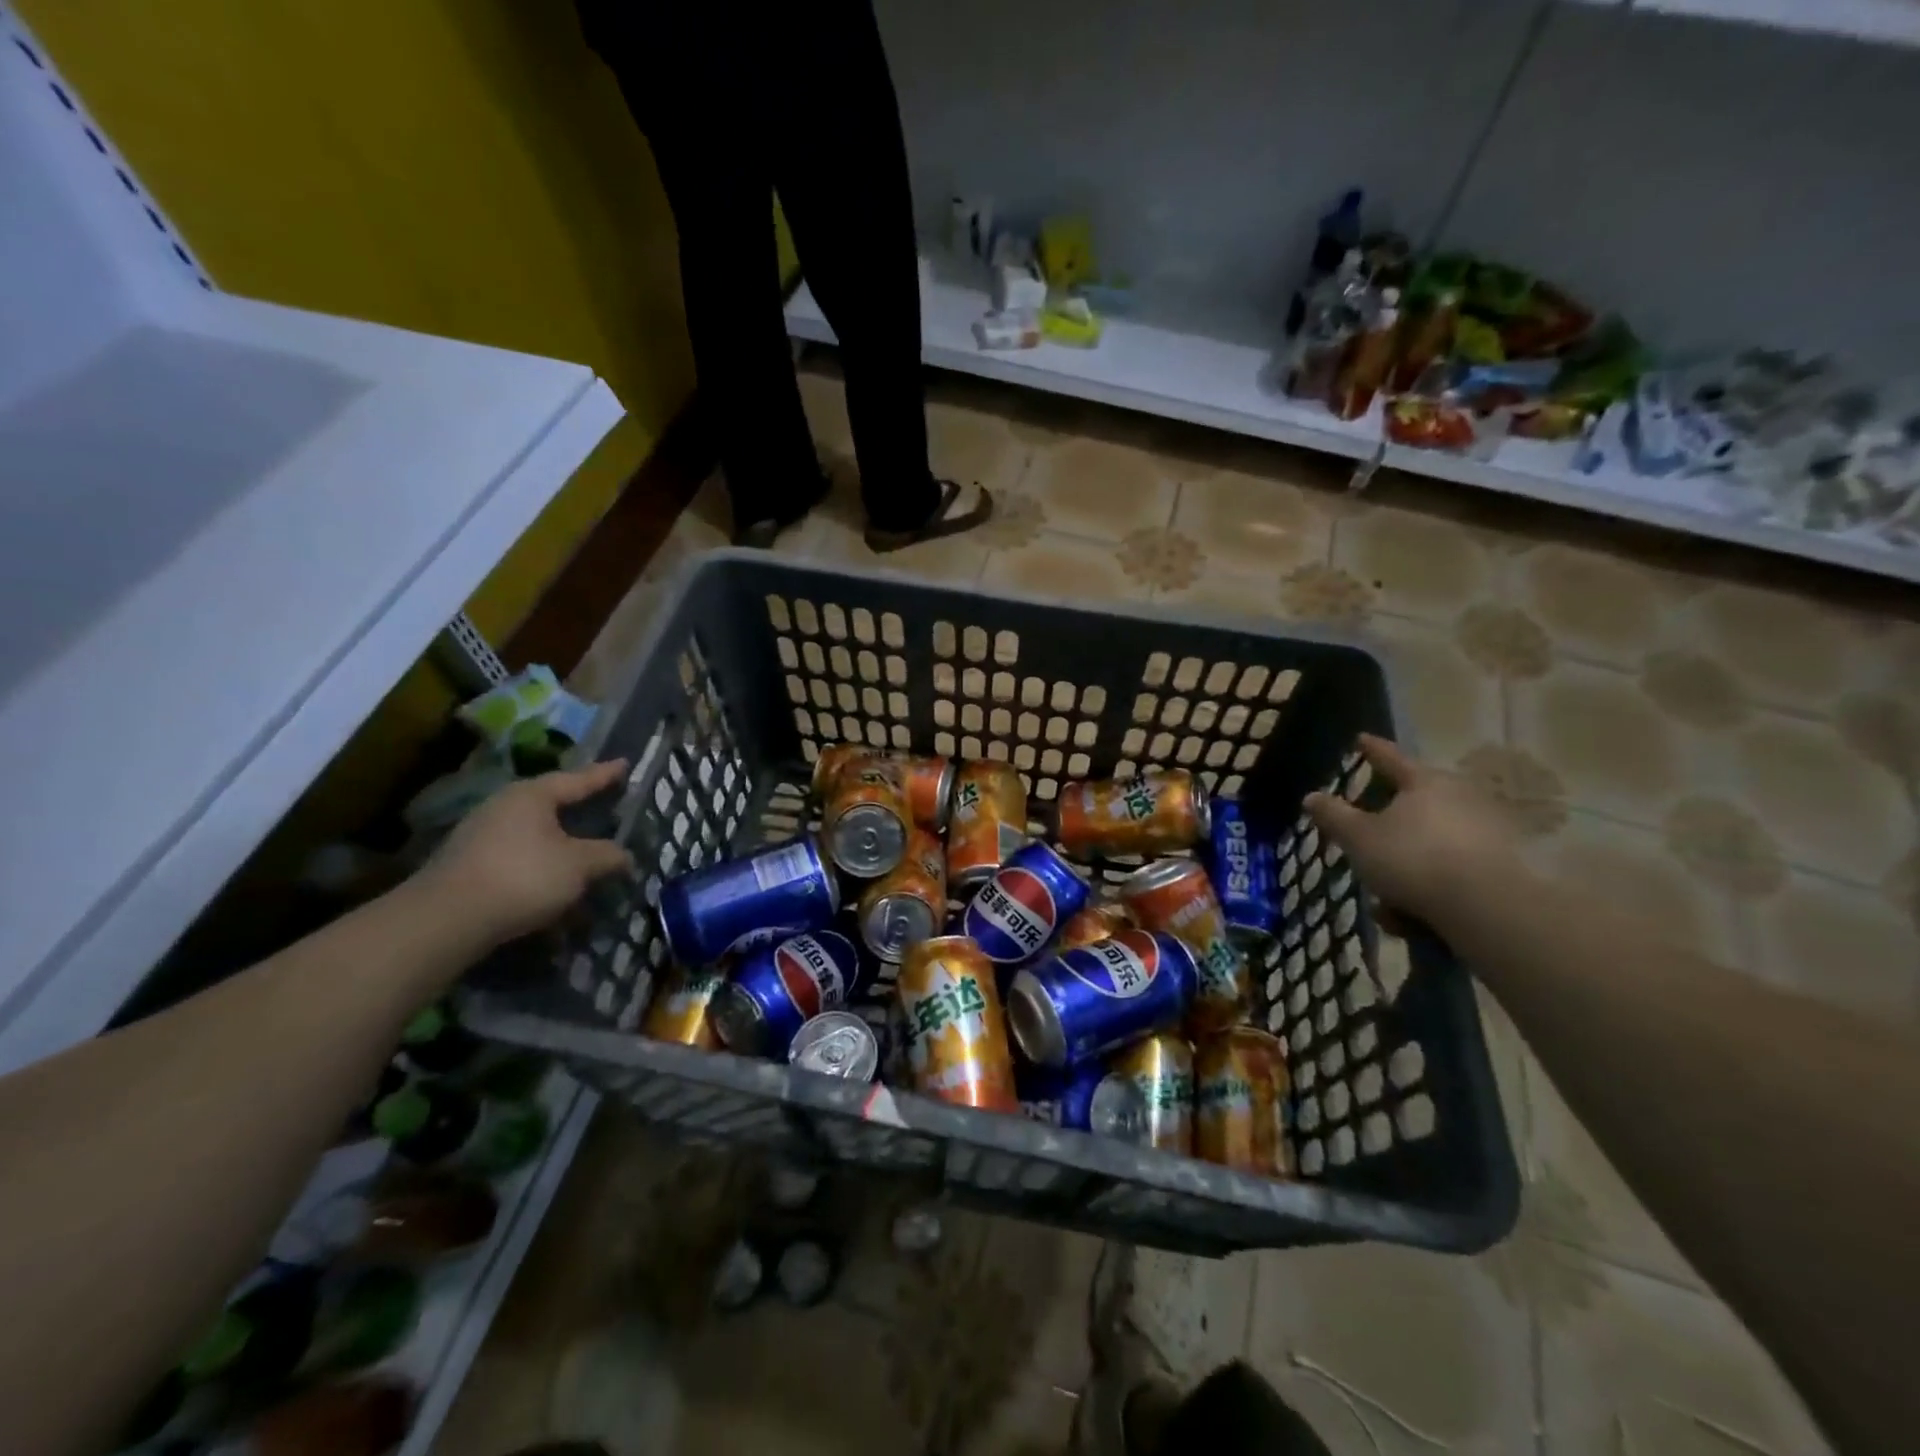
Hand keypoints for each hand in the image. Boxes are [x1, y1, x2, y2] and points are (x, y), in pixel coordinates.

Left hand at [416, 759, 633, 946]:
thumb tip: (625, 856)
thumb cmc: (523, 877)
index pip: (578, 779)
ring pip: (534, 831)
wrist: (446, 919)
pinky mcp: (470, 863)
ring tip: (583, 849)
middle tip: (605, 803)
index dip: (605, 774)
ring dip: (560, 841)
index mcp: (533, 795)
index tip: (625, 763)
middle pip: (552, 802)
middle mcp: (504, 805)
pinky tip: (553, 881)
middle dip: (579, 806)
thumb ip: (607, 856)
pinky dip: (540, 863)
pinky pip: (518, 854)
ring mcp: (481, 834)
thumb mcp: (579, 866)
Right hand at [1304, 735, 1523, 928]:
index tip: (1361, 739)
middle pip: (1413, 805)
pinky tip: (1414, 917)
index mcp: (1424, 782)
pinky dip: (1430, 888)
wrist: (1487, 907)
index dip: (1372, 750)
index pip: (1390, 758)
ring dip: (1405, 869)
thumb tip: (1311, 796)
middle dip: (1387, 829)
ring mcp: (1486, 830)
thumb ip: (1333, 816)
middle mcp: (1459, 798)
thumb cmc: (1413, 858)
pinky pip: (1451, 870)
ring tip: (1387, 905)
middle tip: (1367, 849)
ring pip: (1430, 844)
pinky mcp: (1503, 865)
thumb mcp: (1359, 837)